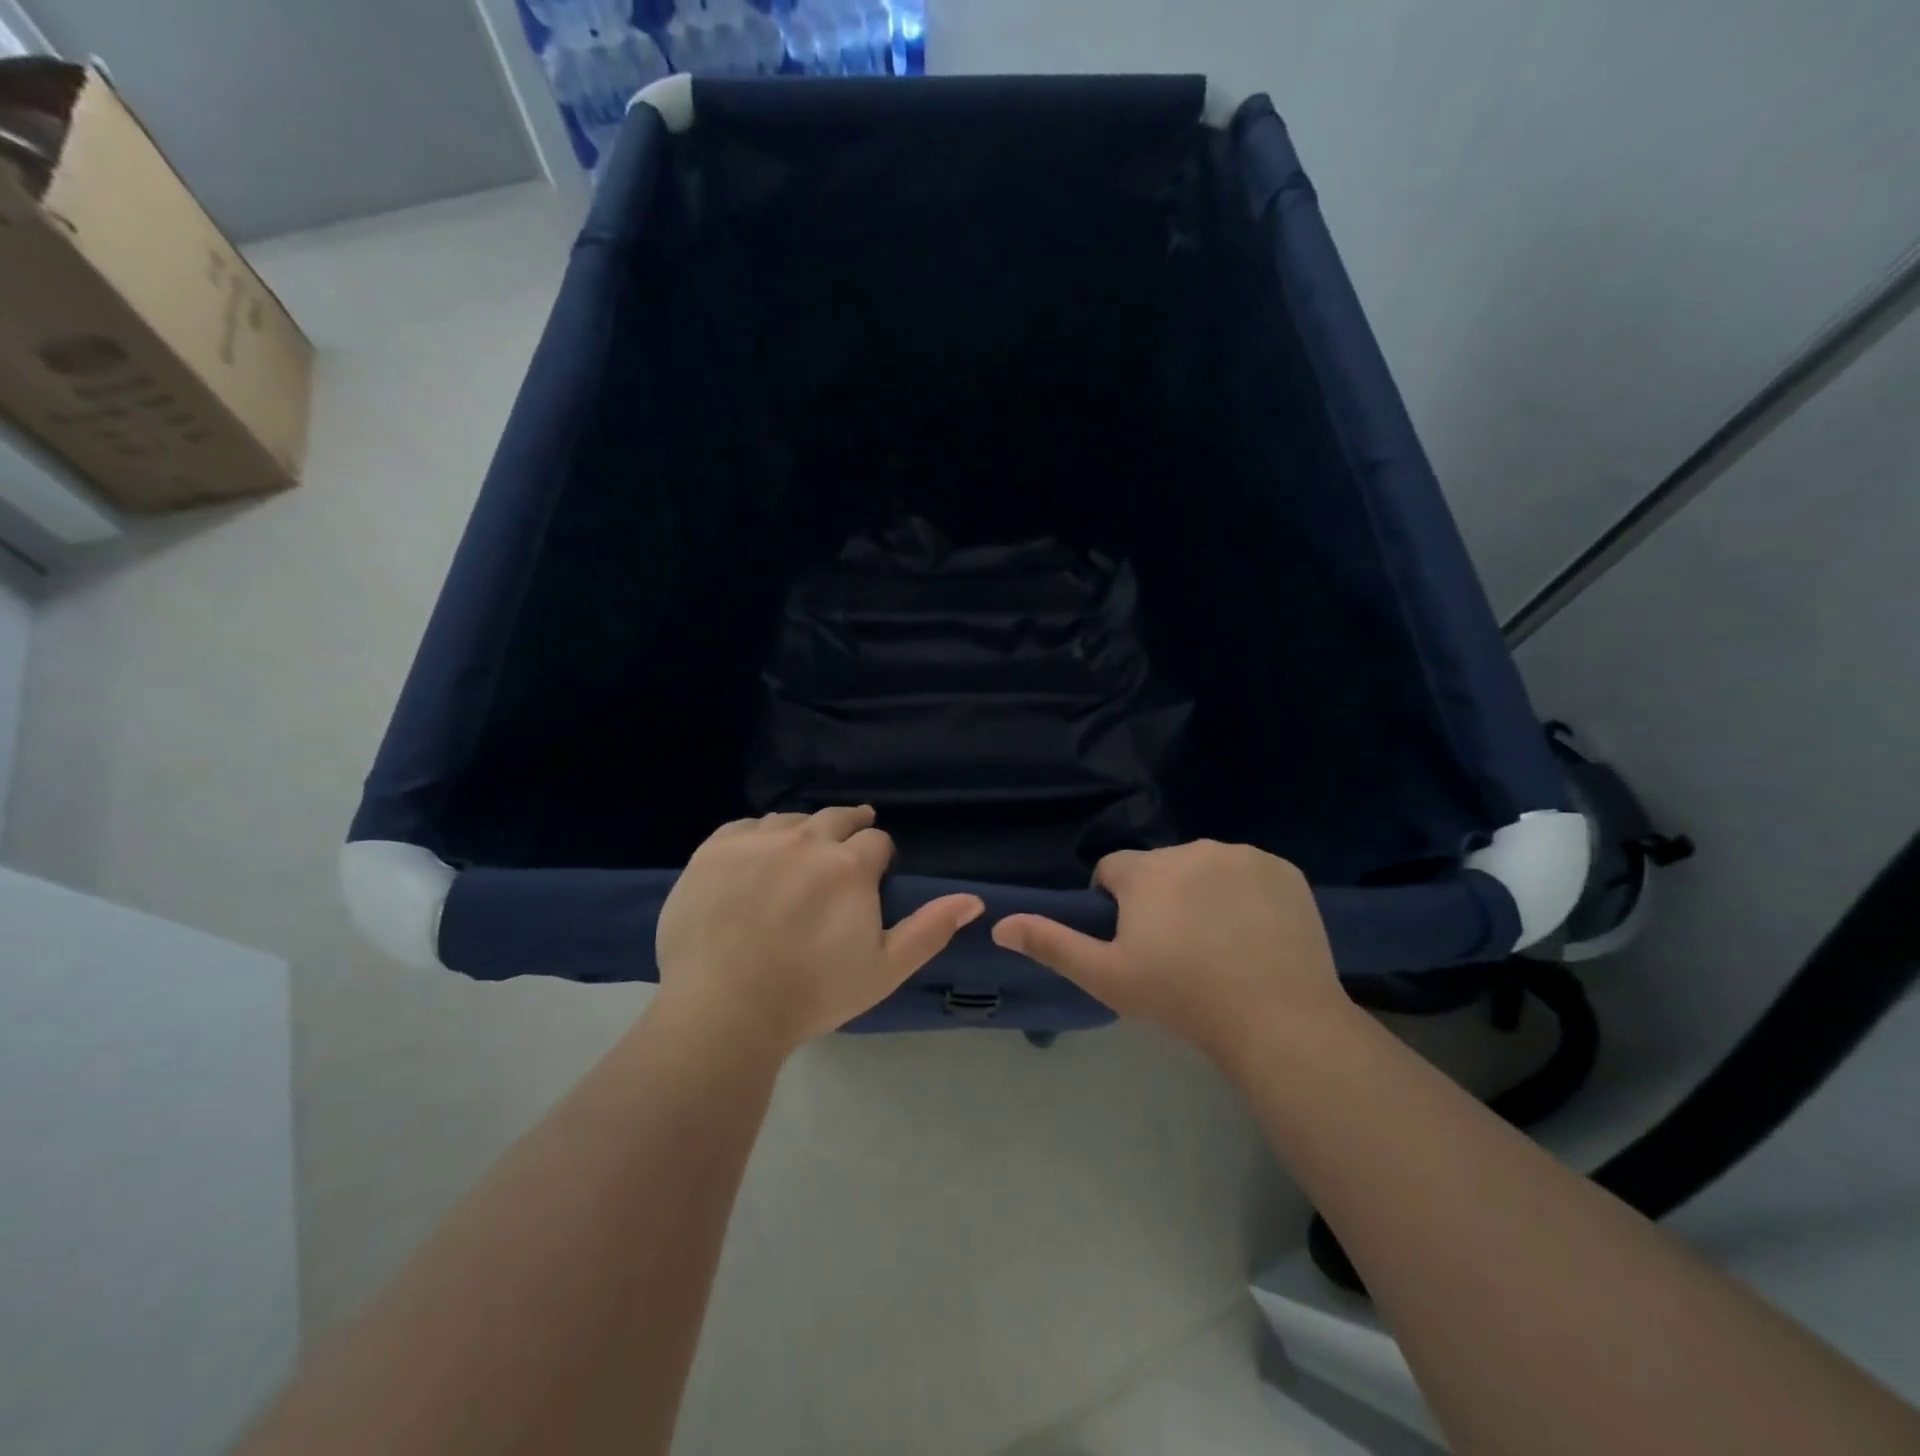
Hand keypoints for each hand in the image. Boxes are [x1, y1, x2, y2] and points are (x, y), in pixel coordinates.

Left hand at [655, 807, 984, 1054]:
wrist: (723, 1010)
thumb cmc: (812, 994)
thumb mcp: (884, 969)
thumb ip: (930, 929)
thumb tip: (974, 900)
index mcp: (850, 866)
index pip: (876, 840)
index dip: (879, 857)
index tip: (872, 878)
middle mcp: (806, 840)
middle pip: (837, 817)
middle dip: (848, 830)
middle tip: (844, 852)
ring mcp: (756, 841)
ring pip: (791, 820)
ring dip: (803, 833)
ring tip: (800, 856)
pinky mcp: (714, 850)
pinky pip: (746, 827)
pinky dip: (759, 837)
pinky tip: (758, 858)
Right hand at [991, 840, 1347, 1067]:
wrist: (1279, 1022)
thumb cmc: (1183, 999)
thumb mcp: (1107, 978)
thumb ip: (1052, 944)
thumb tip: (999, 924)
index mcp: (1147, 871)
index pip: (1113, 870)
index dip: (1115, 905)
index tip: (1135, 944)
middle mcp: (1192, 849)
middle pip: (1160, 868)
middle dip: (1159, 898)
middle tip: (1177, 951)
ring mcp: (1244, 856)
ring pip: (1204, 868)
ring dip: (1201, 893)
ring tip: (1218, 945)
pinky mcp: (1284, 870)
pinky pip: (1249, 873)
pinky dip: (1244, 895)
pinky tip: (1254, 935)